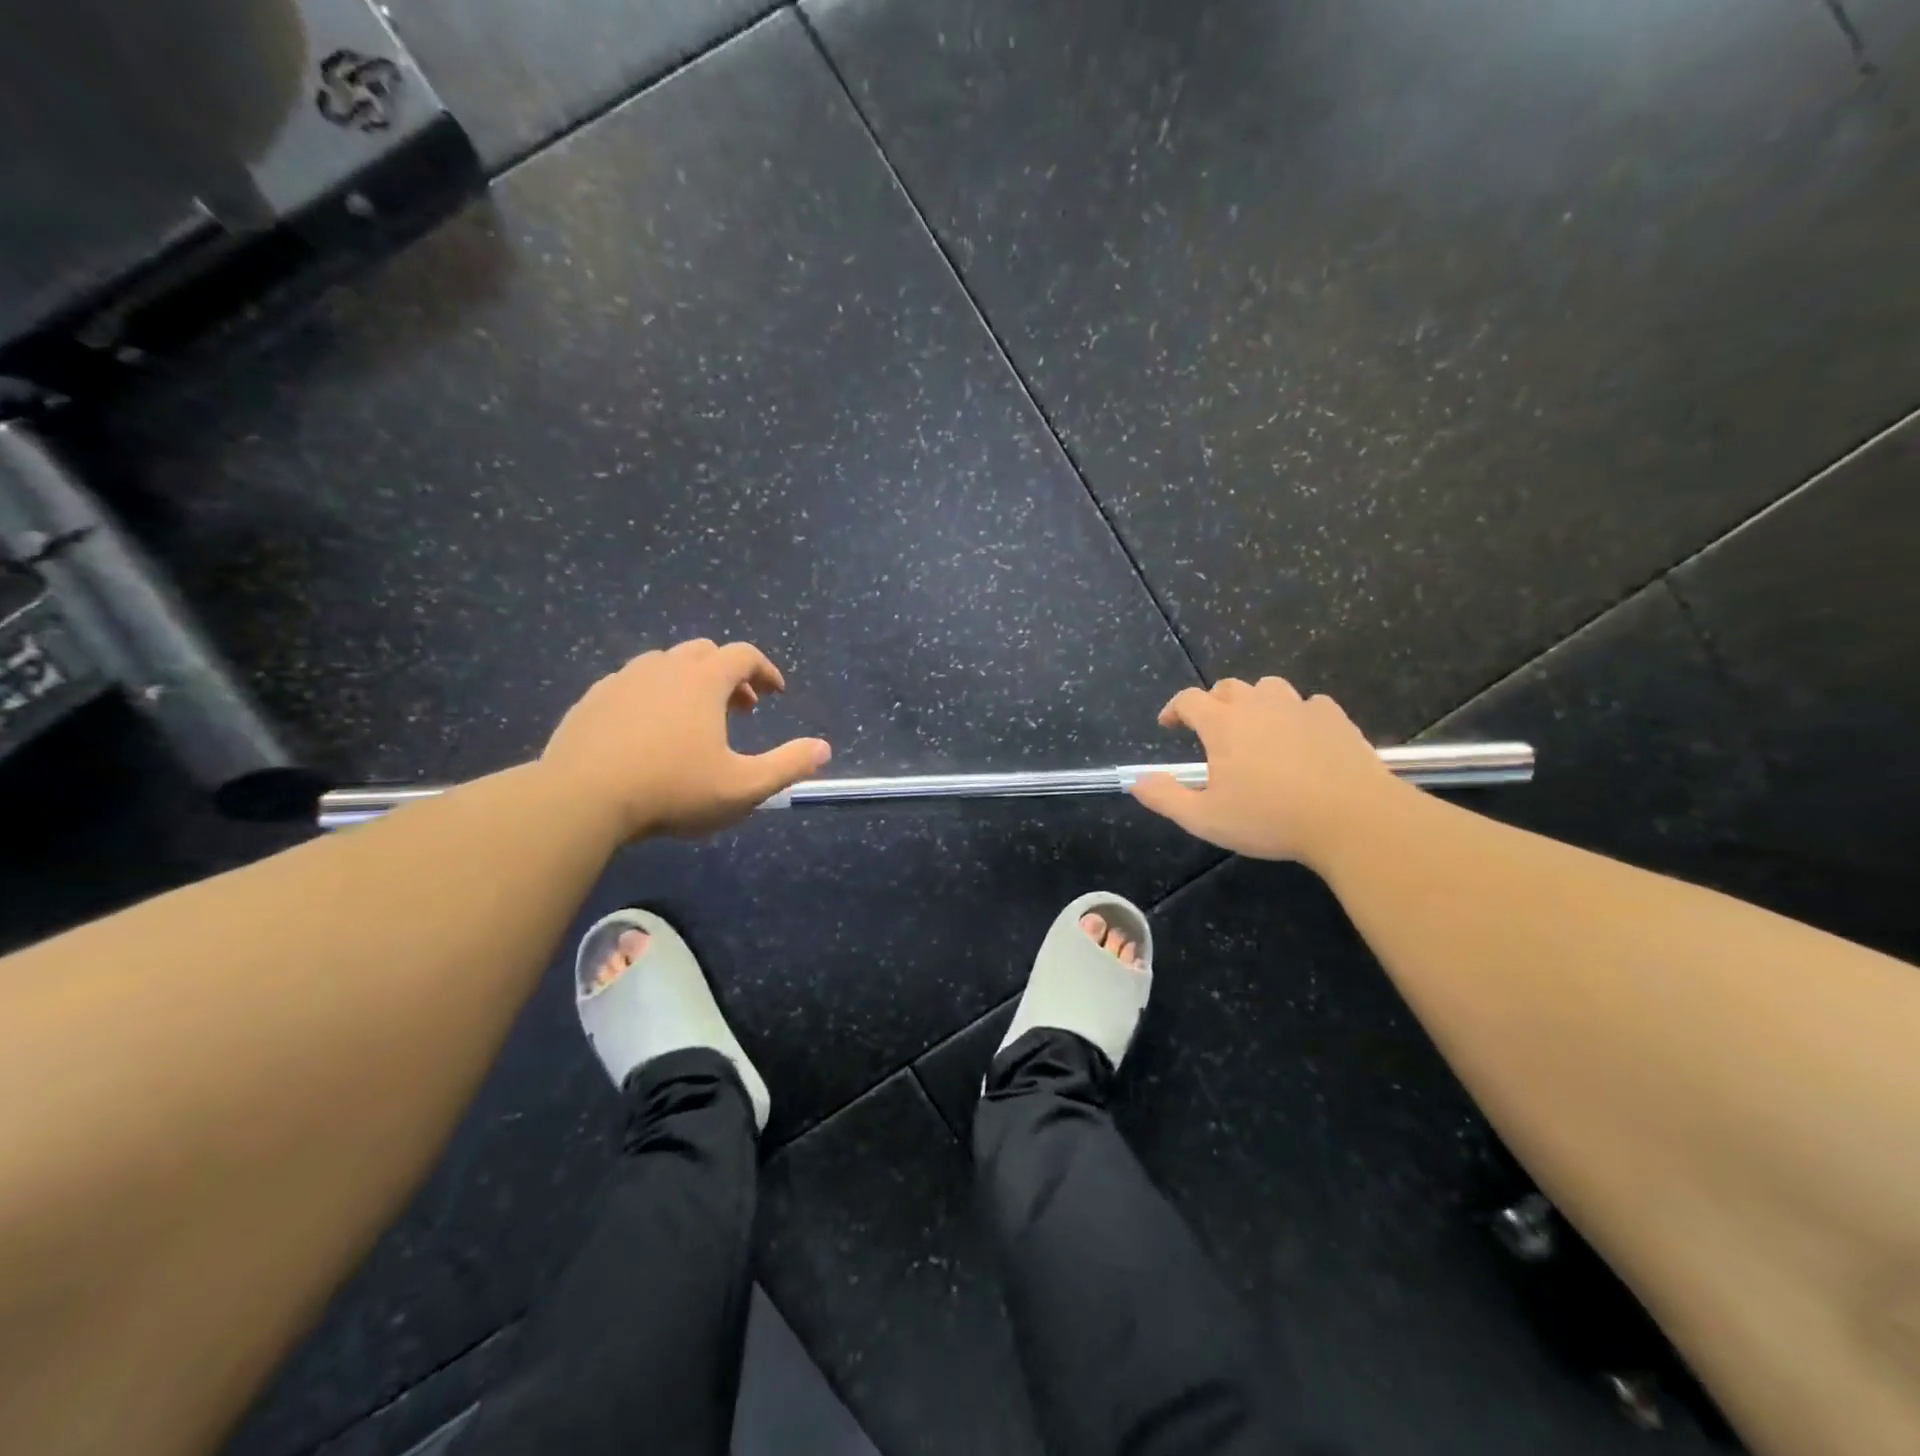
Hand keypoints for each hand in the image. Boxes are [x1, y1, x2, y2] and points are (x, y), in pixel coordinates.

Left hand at [542, 639, 830, 841]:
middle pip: (705, 652)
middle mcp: (664, 667)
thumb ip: (788, 766)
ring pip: (665, 664)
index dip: (766, 670)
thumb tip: (824, 749)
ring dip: (690, 681)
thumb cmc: (672, 790)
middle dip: (730, 674)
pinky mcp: (592, 699)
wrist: (581, 799)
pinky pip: (631, 684)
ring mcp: (622, 680)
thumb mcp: (743, 787)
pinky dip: (653, 695)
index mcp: (703, 680)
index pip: (743, 655)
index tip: (776, 693)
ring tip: (695, 717)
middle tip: (741, 707)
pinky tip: (649, 730)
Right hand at [1129, 677, 1395, 864]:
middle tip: (1211, 729)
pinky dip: (1297, 714)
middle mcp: (1258, 706)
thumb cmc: (1271, 819)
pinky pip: (1309, 704)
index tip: (1169, 724)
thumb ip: (1166, 797)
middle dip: (1213, 703)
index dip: (1174, 709)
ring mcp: (1300, 708)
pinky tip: (1301, 737)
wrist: (1352, 818)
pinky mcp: (1335, 718)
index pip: (1189, 700)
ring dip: (1255, 702)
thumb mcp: (1206, 818)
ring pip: (1269, 688)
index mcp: (1223, 725)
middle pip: (1228, 687)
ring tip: (1256, 728)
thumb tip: (1136, 781)